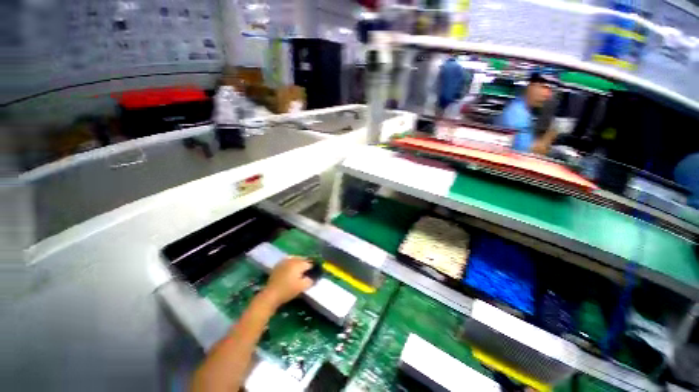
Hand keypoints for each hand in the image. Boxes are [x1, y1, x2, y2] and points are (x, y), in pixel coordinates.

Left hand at [259, 257, 314, 308]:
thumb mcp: (302, 287)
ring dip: (299, 262)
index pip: (309, 263)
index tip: (315, 272)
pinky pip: (288, 261)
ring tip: (301, 270)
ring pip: (296, 259)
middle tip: (309, 271)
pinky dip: (292, 263)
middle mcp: (292, 260)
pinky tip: (292, 269)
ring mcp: (284, 261)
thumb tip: (313, 277)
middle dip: (306, 264)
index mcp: (298, 264)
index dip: (313, 268)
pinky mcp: (278, 265)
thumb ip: (310, 281)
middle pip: (303, 259)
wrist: (271, 295)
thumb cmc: (287, 290)